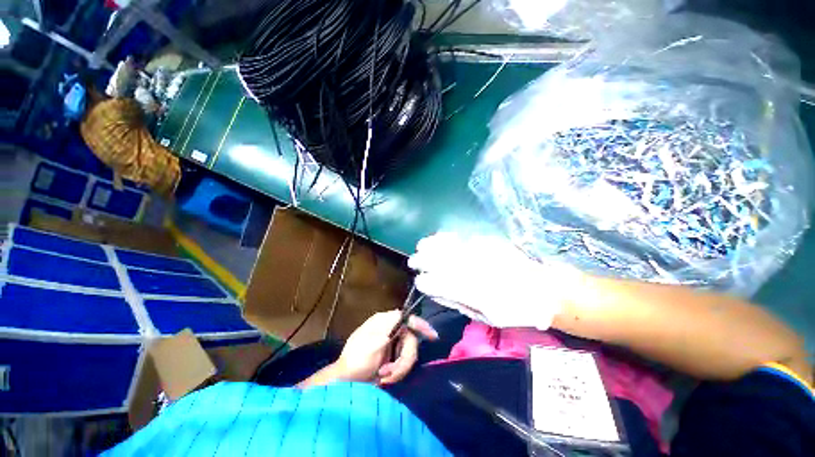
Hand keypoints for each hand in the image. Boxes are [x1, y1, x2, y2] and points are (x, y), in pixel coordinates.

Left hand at [335, 311, 438, 384]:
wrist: (346, 381)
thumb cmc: (357, 360)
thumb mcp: (373, 343)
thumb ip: (390, 327)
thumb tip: (403, 314)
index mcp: (384, 321)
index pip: (407, 317)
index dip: (421, 325)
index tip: (433, 336)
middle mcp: (389, 329)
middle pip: (410, 339)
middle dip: (404, 358)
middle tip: (391, 372)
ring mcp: (390, 342)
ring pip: (408, 352)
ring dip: (399, 368)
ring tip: (385, 375)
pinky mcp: (391, 355)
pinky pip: (403, 361)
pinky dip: (397, 371)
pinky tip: (385, 376)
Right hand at [408, 232, 582, 328]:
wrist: (544, 287)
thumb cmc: (515, 308)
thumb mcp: (487, 316)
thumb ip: (459, 302)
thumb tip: (437, 291)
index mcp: (474, 292)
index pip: (442, 284)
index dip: (427, 282)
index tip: (419, 281)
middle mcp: (475, 270)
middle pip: (442, 261)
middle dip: (423, 260)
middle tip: (413, 260)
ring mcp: (482, 253)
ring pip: (450, 246)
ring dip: (432, 245)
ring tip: (421, 246)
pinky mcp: (489, 242)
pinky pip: (462, 237)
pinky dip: (448, 237)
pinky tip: (439, 237)